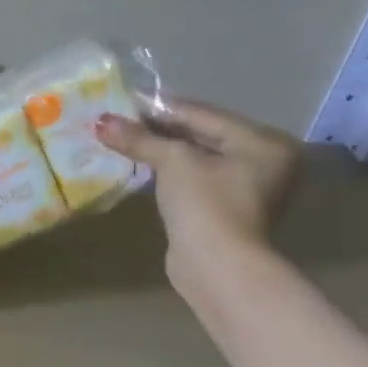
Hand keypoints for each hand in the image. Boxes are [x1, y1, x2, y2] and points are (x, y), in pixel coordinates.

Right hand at [97, 100, 298, 288]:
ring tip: (124, 139)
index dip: (161, 107)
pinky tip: (142, 164)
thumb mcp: (173, 163)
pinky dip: (169, 170)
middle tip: (121, 120)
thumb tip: (102, 122)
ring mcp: (249, 187)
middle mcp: (265, 160)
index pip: (204, 114)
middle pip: (203, 134)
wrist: (217, 265)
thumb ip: (140, 139)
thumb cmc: (206, 205)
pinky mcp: (227, 208)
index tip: (125, 100)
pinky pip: (195, 177)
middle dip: (160, 128)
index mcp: (264, 142)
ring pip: (197, 156)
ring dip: (162, 149)